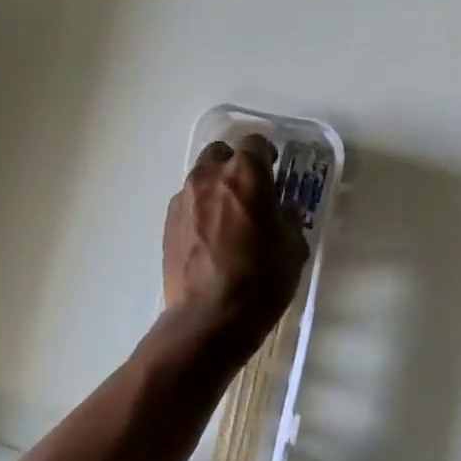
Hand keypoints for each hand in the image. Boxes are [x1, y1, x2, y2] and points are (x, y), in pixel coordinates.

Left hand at [162, 134, 308, 349]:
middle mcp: (209, 177)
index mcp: (246, 175)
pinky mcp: (167, 223)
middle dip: (235, 165)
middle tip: (250, 190)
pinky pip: (187, 203)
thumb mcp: (293, 249)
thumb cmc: (260, 280)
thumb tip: (280, 211)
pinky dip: (199, 210)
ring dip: (215, 187)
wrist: (208, 318)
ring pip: (200, 177)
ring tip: (228, 217)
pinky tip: (209, 238)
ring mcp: (184, 199)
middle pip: (221, 152)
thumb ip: (287, 219)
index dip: (266, 154)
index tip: (274, 169)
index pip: (255, 143)